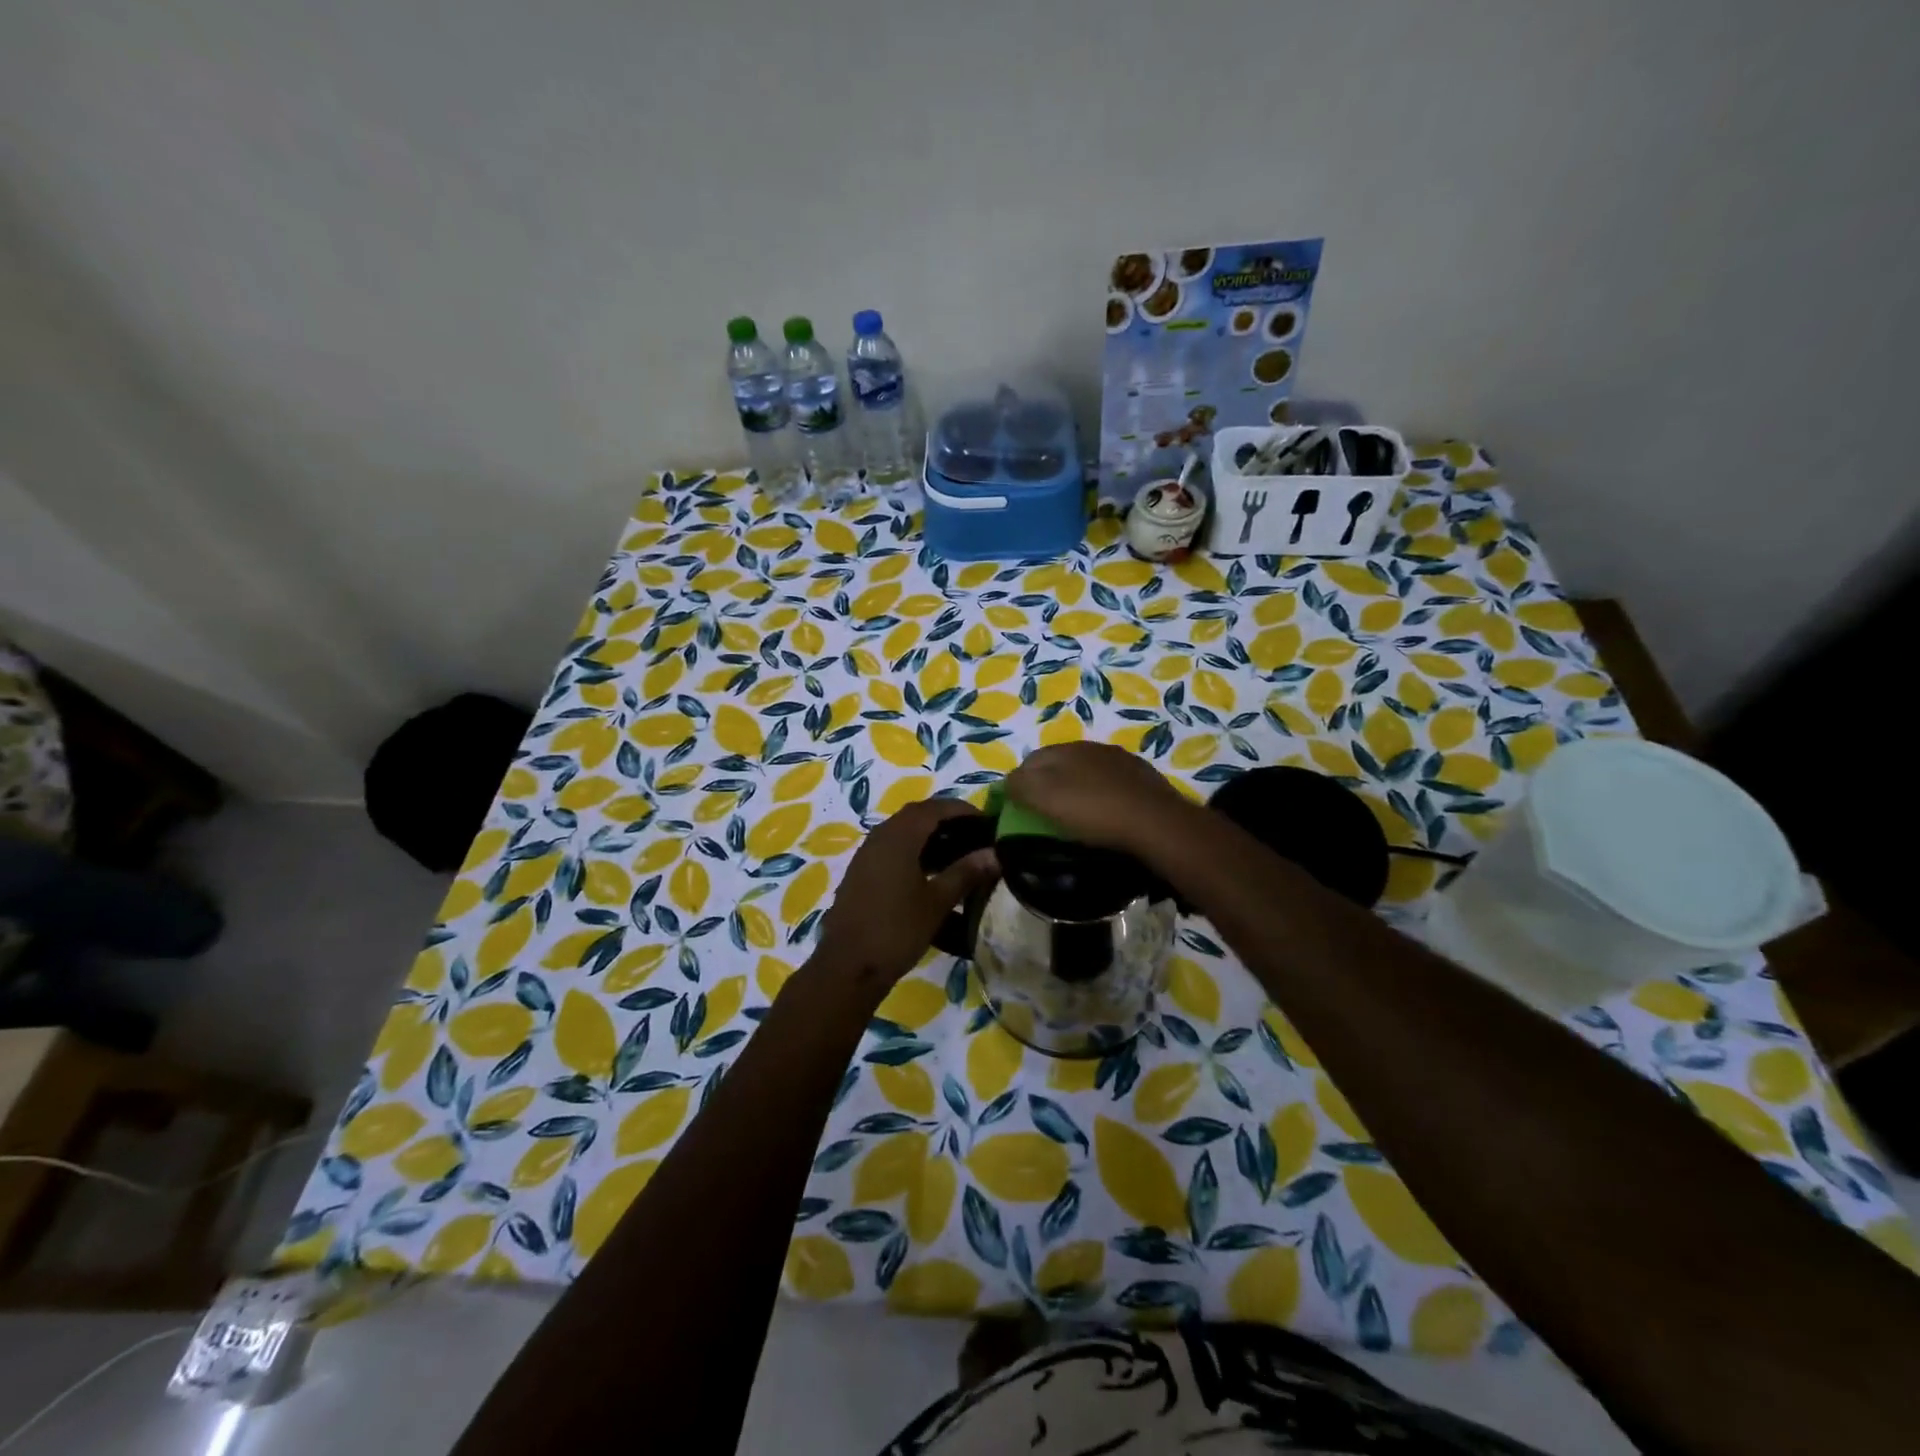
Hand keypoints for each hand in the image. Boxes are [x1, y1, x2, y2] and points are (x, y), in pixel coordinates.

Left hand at [811, 799, 996, 1004]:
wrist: (848, 966)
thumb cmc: (896, 930)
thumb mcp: (937, 902)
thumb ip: (965, 873)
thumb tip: (994, 853)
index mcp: (898, 837)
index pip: (934, 807)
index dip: (962, 810)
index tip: (987, 821)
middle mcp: (880, 837)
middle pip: (917, 816)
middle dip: (946, 820)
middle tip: (975, 835)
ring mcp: (866, 855)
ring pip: (902, 832)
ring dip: (929, 836)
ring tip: (958, 853)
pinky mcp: (861, 873)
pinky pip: (891, 849)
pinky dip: (914, 851)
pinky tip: (930, 873)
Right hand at [1003, 742, 1193, 858]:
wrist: (1156, 822)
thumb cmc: (1093, 811)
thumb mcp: (1044, 798)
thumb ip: (1019, 785)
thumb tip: (1008, 783)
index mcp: (1063, 749)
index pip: (1030, 761)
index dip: (1019, 783)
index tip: (1017, 808)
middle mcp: (1090, 747)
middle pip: (1058, 763)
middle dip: (1048, 783)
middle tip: (1045, 812)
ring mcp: (1120, 760)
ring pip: (1087, 771)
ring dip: (1077, 787)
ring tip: (1077, 814)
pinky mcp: (1142, 777)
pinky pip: (1112, 782)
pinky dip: (1103, 794)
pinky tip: (1107, 812)